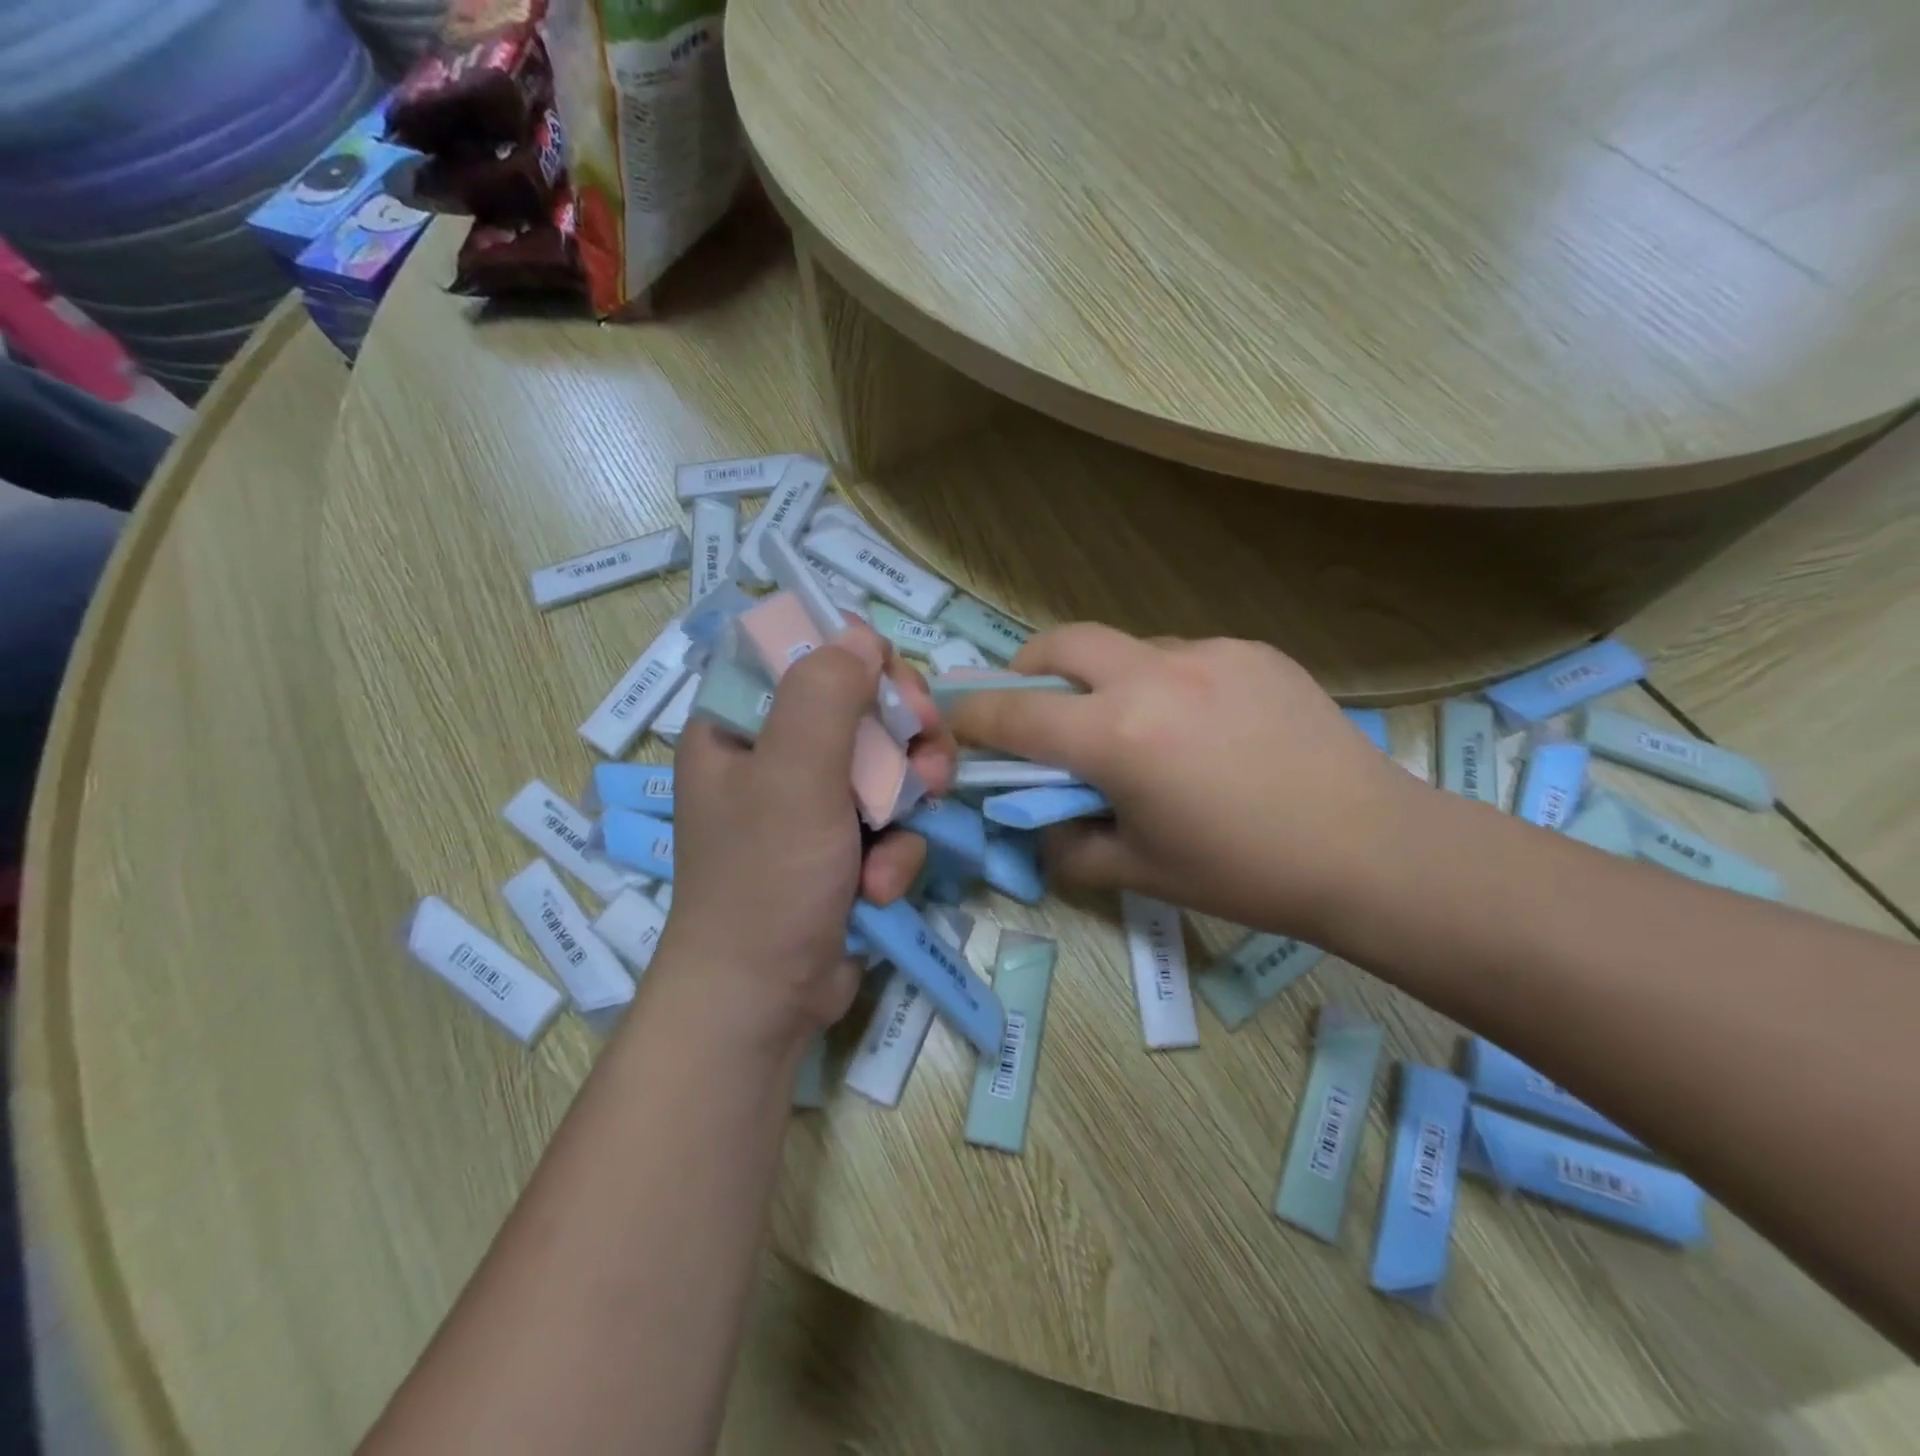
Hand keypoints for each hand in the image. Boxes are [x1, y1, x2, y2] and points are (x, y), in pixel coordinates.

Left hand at [661, 623, 954, 1043]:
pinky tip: (883, 884)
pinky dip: (895, 850)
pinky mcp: (841, 849)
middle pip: (857, 709)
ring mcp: (809, 806)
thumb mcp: (792, 776)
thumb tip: (858, 633)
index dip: (854, 659)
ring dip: (908, 796)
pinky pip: (888, 822)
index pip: (801, 656)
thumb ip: (824, 696)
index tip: (894, 686)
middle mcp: (772, 758)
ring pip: (885, 765)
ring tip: (910, 824)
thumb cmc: (766, 880)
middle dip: (901, 735)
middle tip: (927, 756)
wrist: (765, 1002)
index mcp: (740, 726)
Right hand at [947, 624, 1421, 940]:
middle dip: (1029, 668)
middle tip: (1034, 703)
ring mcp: (1207, 653)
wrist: (1369, 848)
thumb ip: (1069, 844)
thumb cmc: (1244, 871)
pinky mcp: (1252, 650)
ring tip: (1132, 724)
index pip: (1016, 715)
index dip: (973, 715)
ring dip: (1104, 676)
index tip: (954, 716)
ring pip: (1125, 647)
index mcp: (1117, 735)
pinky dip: (1162, 681)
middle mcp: (1153, 676)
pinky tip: (1197, 725)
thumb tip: (1042, 820)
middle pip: (1061, 643)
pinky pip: (1181, 655)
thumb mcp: (1139, 871)